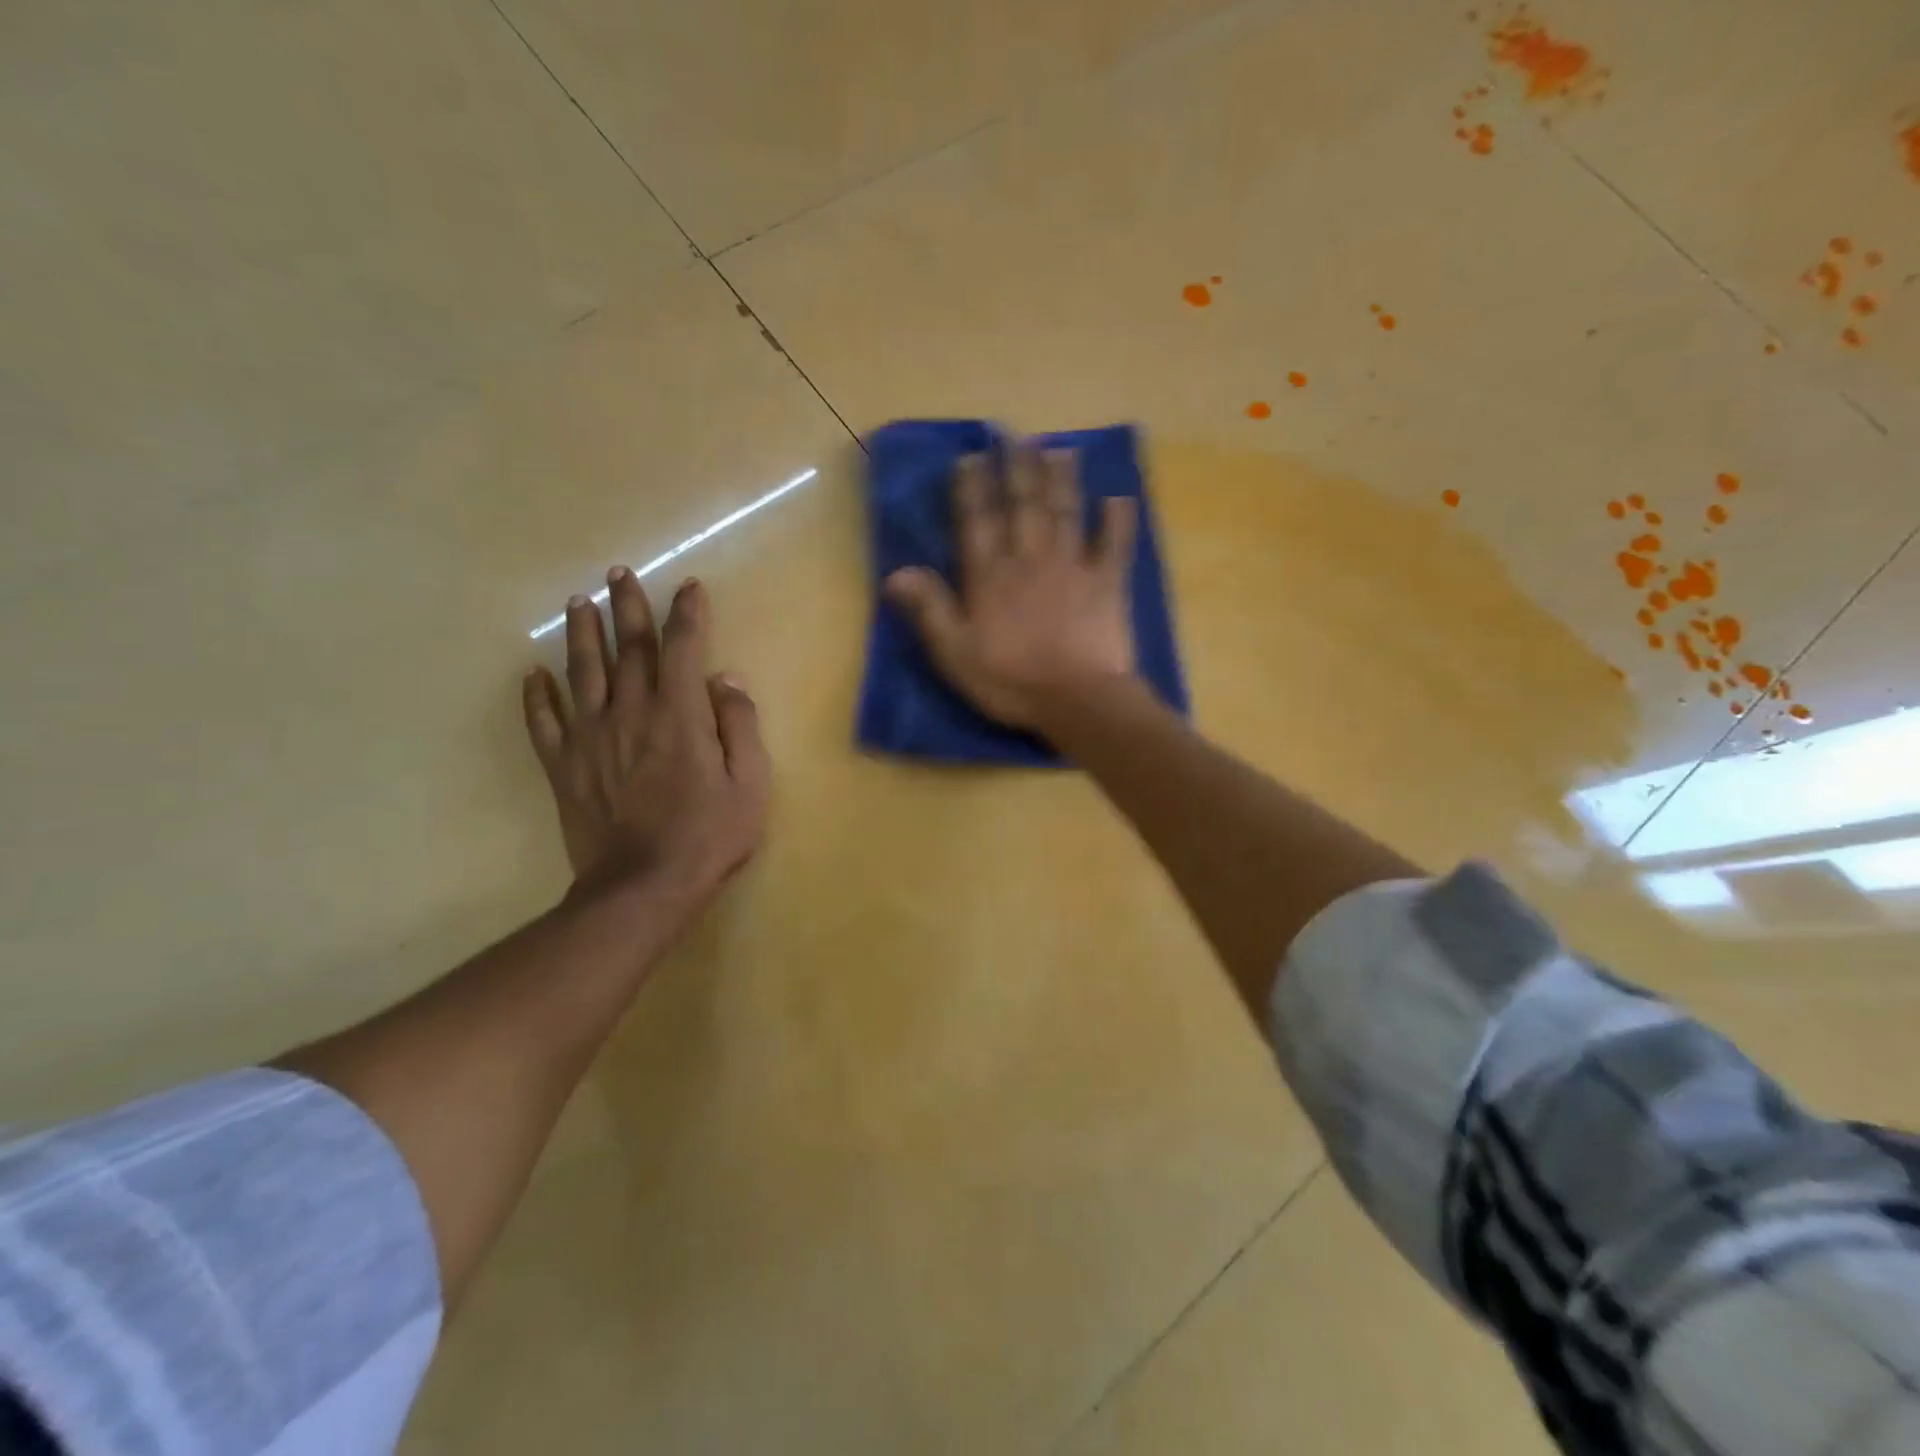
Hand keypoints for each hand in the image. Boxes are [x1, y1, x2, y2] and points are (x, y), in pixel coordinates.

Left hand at [523, 571, 769, 911]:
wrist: (643, 887)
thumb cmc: (708, 835)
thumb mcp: (750, 783)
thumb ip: (740, 726)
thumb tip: (726, 680)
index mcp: (679, 714)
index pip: (682, 648)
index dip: (686, 613)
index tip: (688, 587)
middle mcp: (631, 713)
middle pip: (628, 648)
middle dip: (627, 606)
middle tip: (618, 573)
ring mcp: (591, 738)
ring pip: (582, 672)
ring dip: (581, 634)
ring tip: (578, 602)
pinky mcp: (564, 766)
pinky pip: (544, 722)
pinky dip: (536, 695)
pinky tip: (532, 673)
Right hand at [884, 444, 1138, 730]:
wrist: (1078, 700)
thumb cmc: (1011, 681)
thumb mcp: (955, 653)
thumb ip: (929, 609)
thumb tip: (896, 570)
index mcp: (990, 577)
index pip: (978, 522)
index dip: (973, 487)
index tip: (972, 456)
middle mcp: (1030, 560)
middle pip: (1023, 505)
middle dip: (1018, 468)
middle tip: (1017, 435)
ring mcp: (1073, 567)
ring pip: (1066, 513)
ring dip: (1062, 479)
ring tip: (1059, 448)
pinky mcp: (1108, 584)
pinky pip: (1115, 545)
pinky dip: (1117, 520)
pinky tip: (1118, 497)